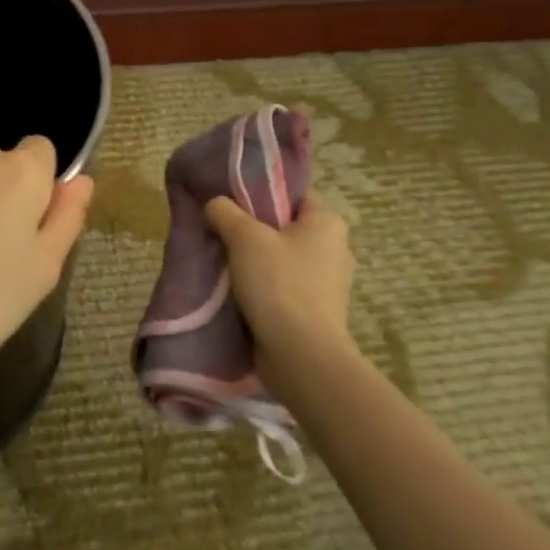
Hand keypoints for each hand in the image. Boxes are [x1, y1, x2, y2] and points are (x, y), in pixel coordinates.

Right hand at [204, 191, 355, 364]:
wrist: (301, 356)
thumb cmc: (279, 284)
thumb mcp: (244, 237)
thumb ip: (225, 212)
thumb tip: (215, 204)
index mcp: (328, 223)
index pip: (293, 194)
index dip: (261, 193)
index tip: (230, 201)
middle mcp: (335, 249)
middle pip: (285, 227)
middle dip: (253, 230)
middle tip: (219, 231)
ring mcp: (328, 284)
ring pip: (282, 259)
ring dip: (254, 261)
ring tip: (222, 263)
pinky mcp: (316, 312)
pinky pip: (283, 287)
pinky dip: (262, 287)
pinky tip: (236, 291)